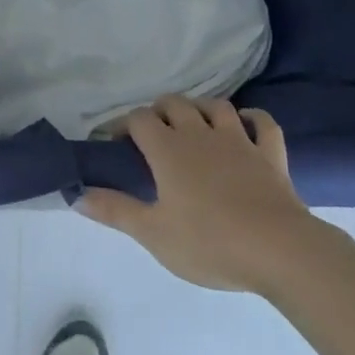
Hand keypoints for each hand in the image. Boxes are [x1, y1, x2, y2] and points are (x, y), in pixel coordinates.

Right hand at [76, 96, 316, 292]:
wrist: (279, 250)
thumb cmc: (209, 242)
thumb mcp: (153, 233)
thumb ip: (114, 210)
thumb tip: (75, 194)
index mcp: (167, 149)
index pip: (138, 119)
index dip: (123, 124)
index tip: (114, 142)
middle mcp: (199, 133)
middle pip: (174, 103)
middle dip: (159, 111)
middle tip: (152, 135)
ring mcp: (238, 140)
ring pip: (215, 106)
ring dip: (200, 109)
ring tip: (194, 125)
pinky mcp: (270, 154)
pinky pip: (262, 123)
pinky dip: (252, 118)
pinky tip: (245, 125)